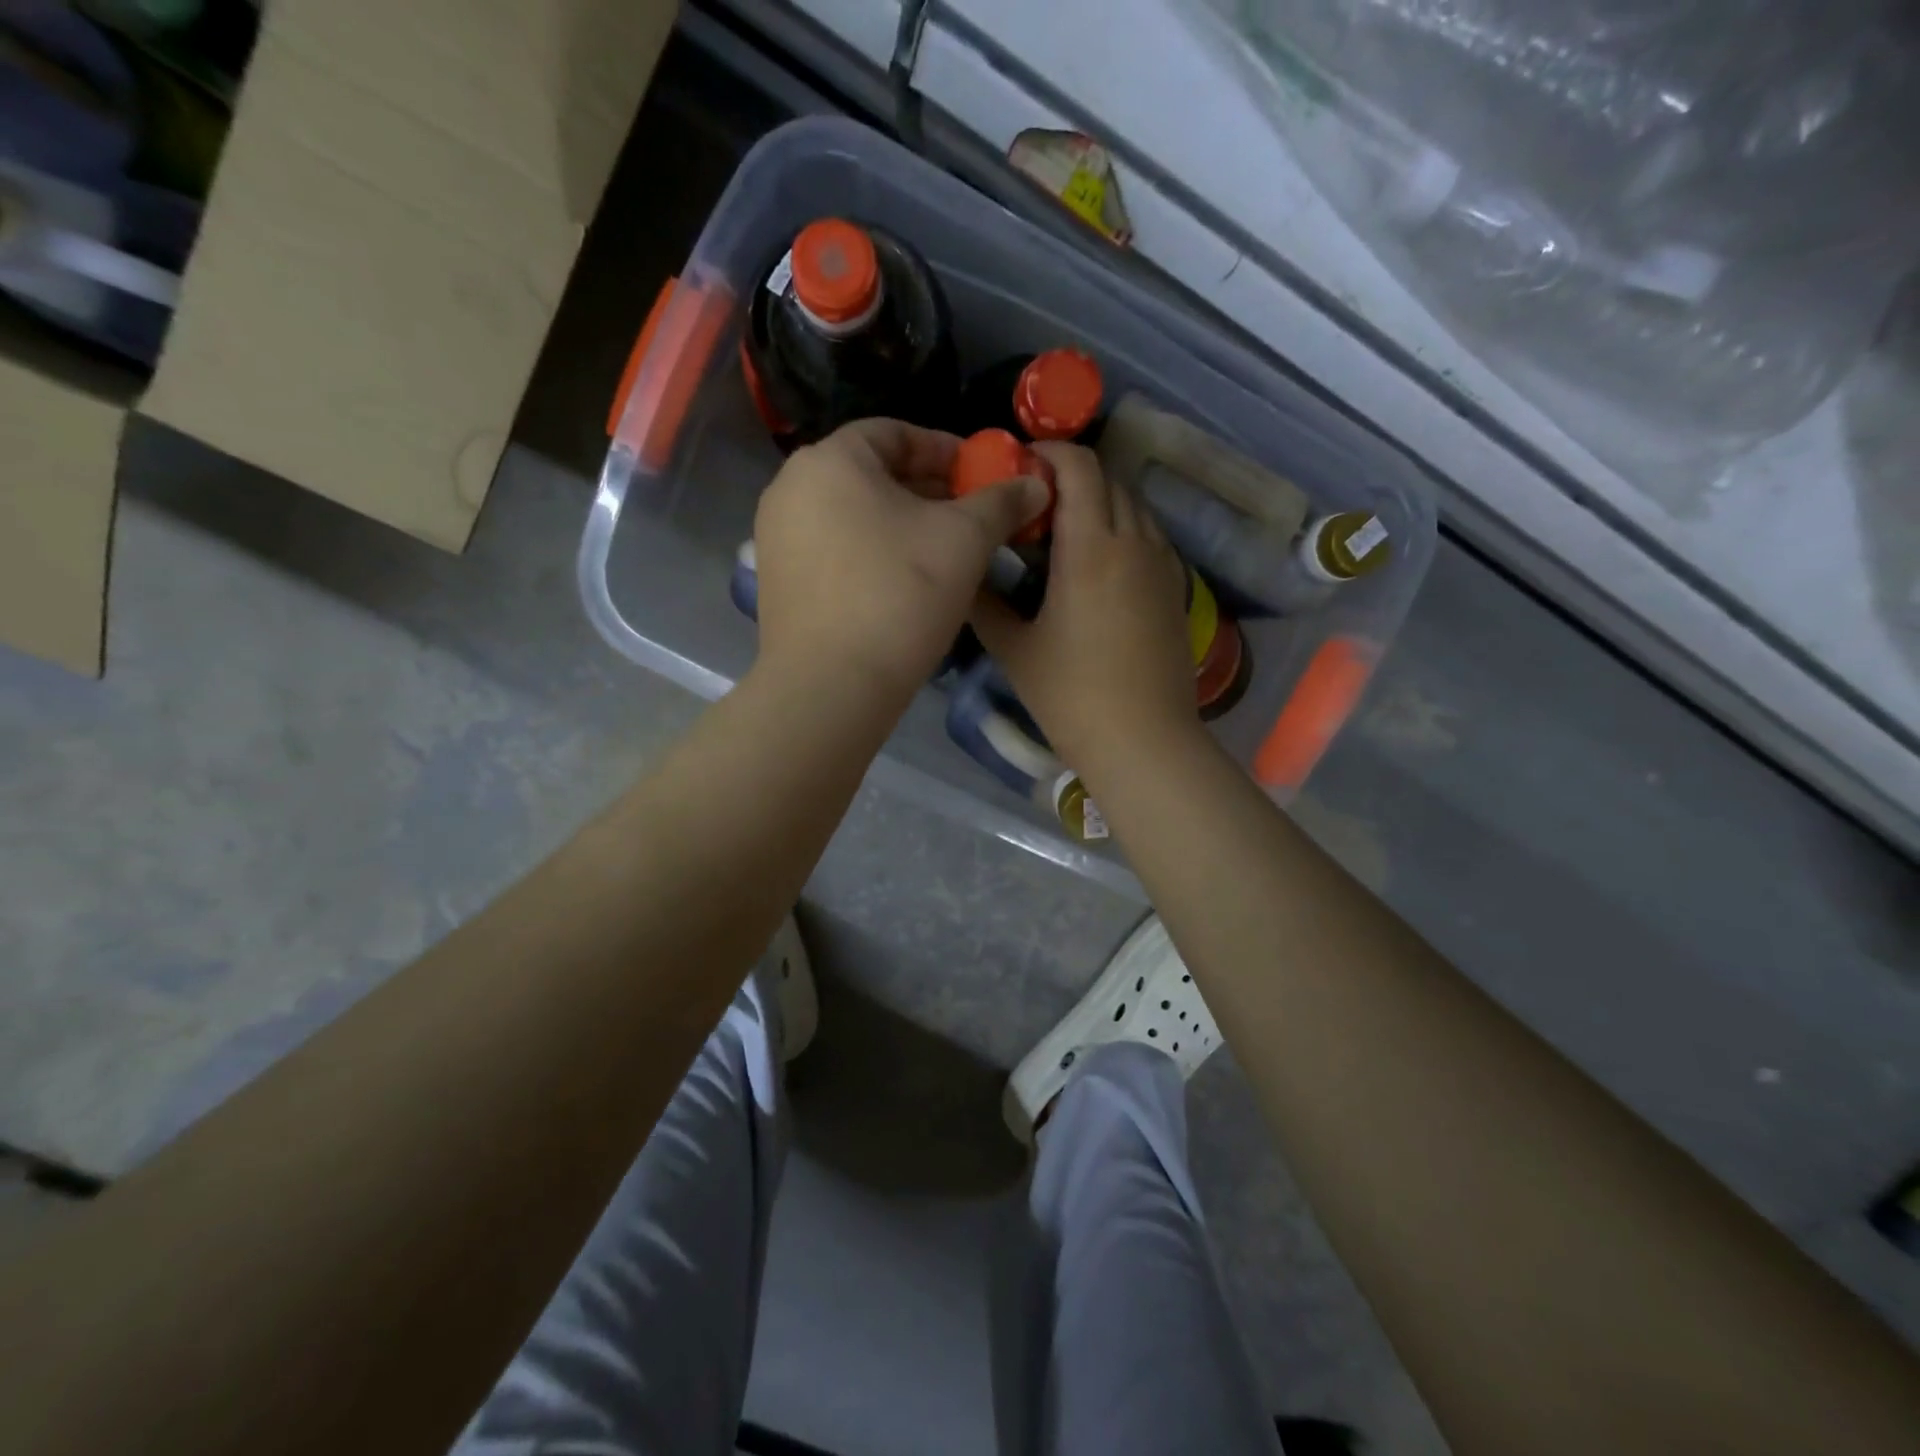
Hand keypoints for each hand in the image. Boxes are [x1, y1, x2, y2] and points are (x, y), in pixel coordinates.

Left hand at [754, 418, 1050, 701]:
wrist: (832, 687)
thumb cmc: (900, 595)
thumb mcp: (964, 540)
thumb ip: (1001, 502)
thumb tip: (1036, 482)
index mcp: (829, 460)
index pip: (895, 433)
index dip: (946, 450)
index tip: (983, 476)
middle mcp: (790, 488)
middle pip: (872, 474)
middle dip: (928, 490)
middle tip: (972, 517)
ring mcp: (776, 537)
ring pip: (853, 515)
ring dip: (903, 524)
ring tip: (945, 553)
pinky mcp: (777, 582)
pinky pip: (834, 550)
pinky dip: (872, 553)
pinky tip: (905, 584)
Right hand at [971, 443, 1201, 774]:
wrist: (1143, 741)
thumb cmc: (1071, 696)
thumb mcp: (1015, 649)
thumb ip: (984, 603)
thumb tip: (962, 574)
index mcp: (1091, 548)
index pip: (1079, 467)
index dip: (1049, 452)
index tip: (1019, 464)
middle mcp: (1133, 542)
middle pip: (1109, 480)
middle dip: (1071, 476)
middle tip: (1033, 503)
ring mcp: (1162, 565)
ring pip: (1134, 507)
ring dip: (1100, 502)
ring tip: (1064, 531)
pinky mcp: (1176, 589)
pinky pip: (1149, 536)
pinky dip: (1122, 530)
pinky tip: (1099, 564)